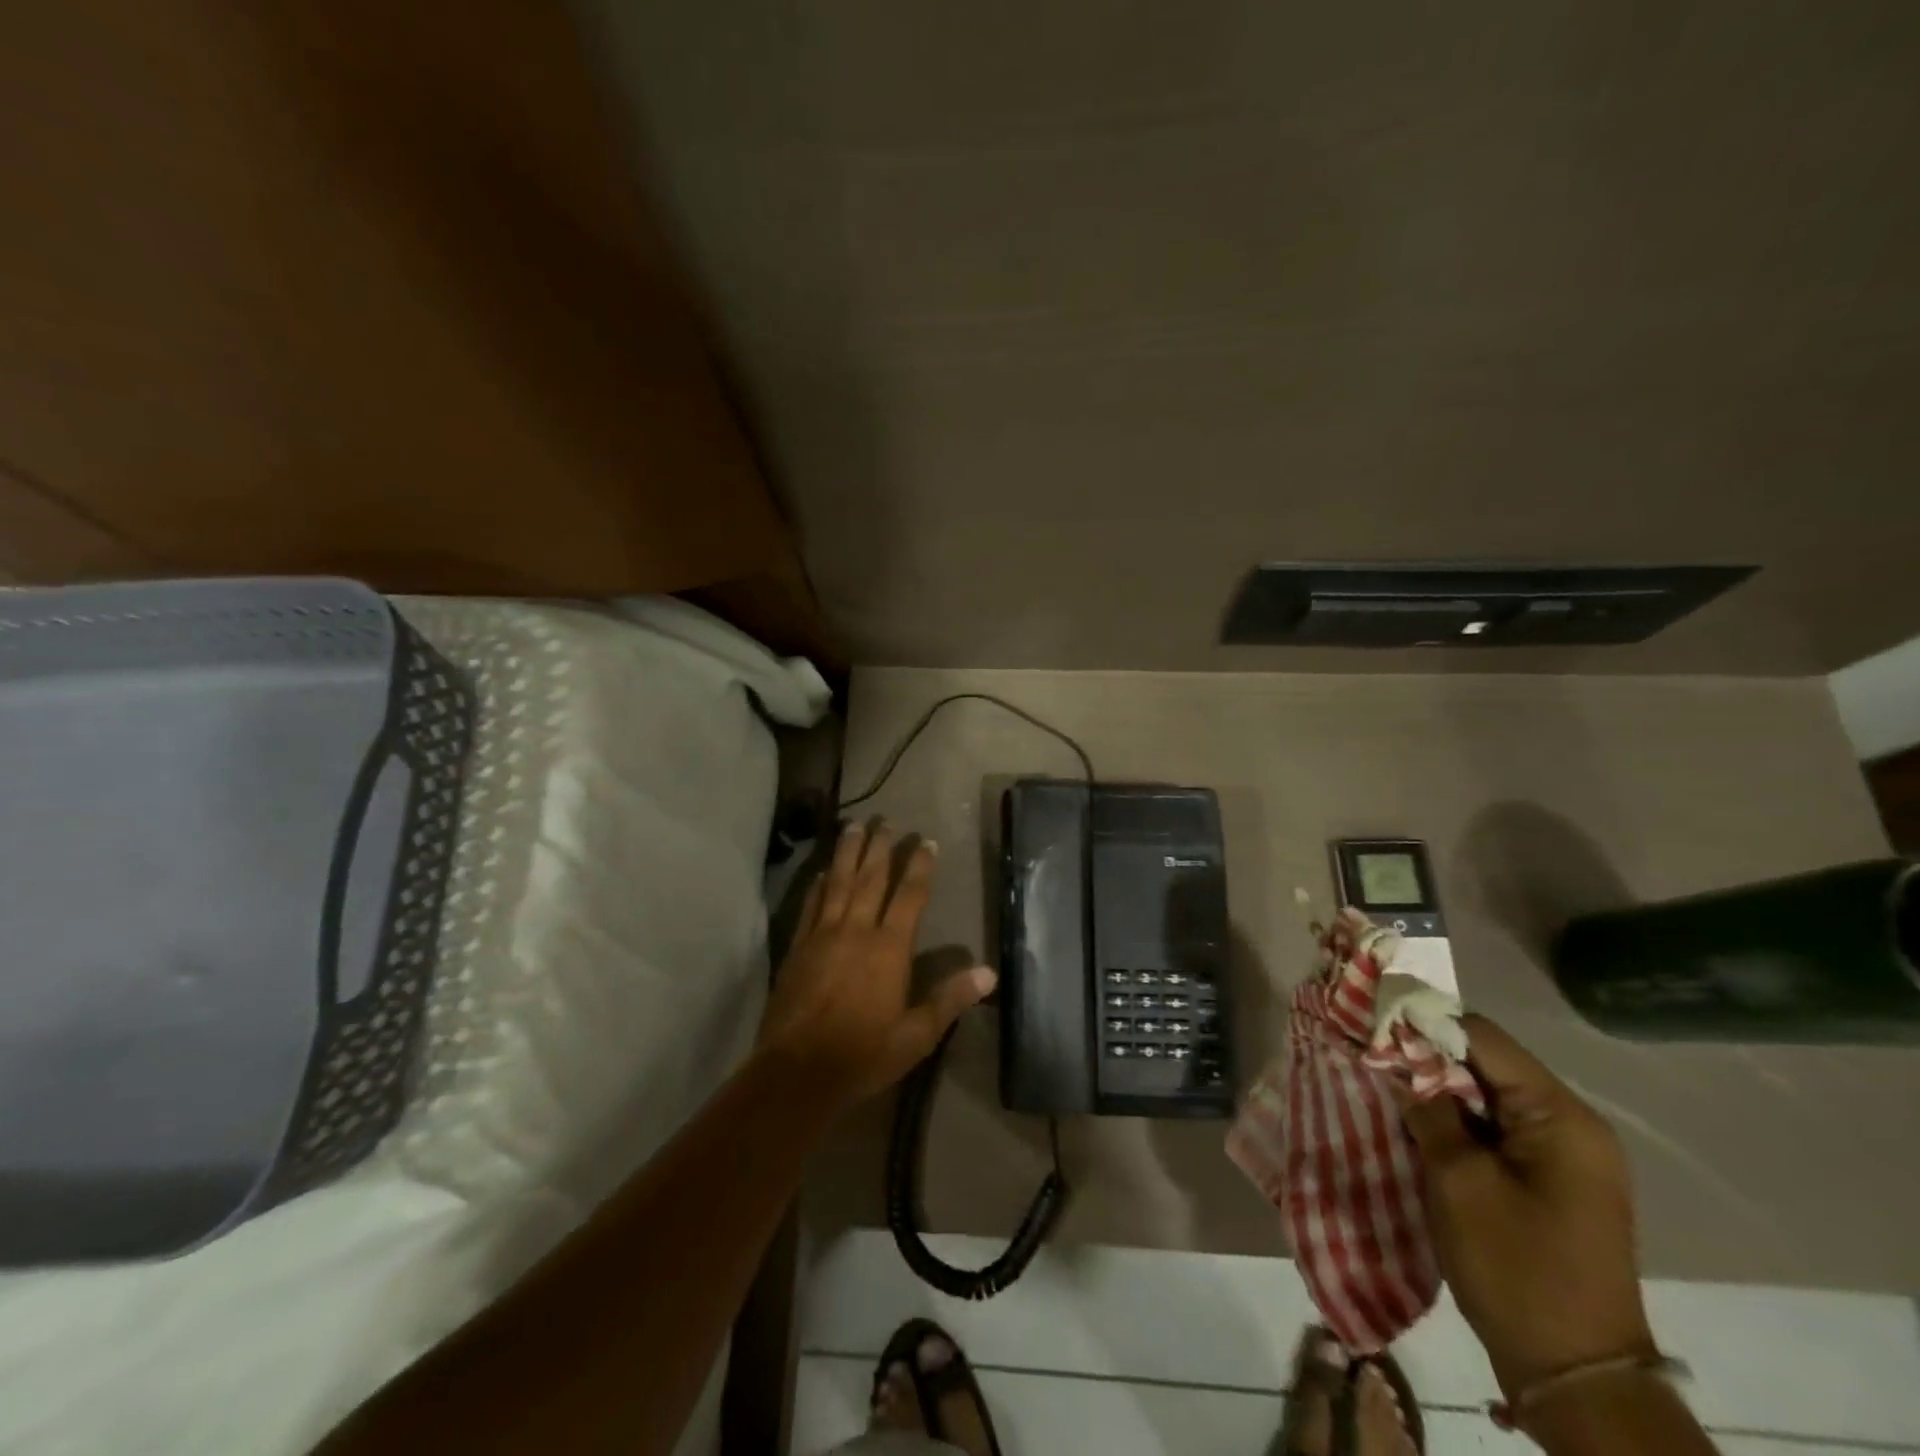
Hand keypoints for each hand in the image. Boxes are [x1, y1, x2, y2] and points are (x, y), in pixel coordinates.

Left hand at [758, 820, 995, 1111]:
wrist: (799, 1071)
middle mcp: (856, 931)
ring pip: (838, 883)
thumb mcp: (917, 1035)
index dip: (920, 867)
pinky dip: (818, 885)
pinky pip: (811, 906)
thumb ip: (951, 999)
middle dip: (880, 848)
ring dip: (847, 853)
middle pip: (870, 879)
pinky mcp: (798, 948)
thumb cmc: (864, 1054)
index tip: (926, 841)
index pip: (909, 896)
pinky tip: (821, 872)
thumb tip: (990, 973)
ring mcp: (823, 936)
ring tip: (853, 826)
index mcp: (888, 949)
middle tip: (885, 819)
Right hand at [1396, 1015, 1655, 1399]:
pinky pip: (1494, 1127)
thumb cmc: (1516, 1268)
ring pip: (1485, 1094)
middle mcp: (1570, 1124)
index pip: (1481, 1037)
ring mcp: (1563, 1154)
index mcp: (1560, 1116)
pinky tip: (1415, 1124)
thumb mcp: (1458, 1180)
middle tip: (1369, 1057)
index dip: (1422, 1024)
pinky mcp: (1548, 1179)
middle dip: (1425, 1057)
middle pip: (1484, 1062)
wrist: (1573, 1376)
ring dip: (1437, 1090)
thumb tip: (1397, 1060)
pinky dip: (1454, 1120)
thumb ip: (1428, 1108)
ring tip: (1384, 1087)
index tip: (1369, 1024)